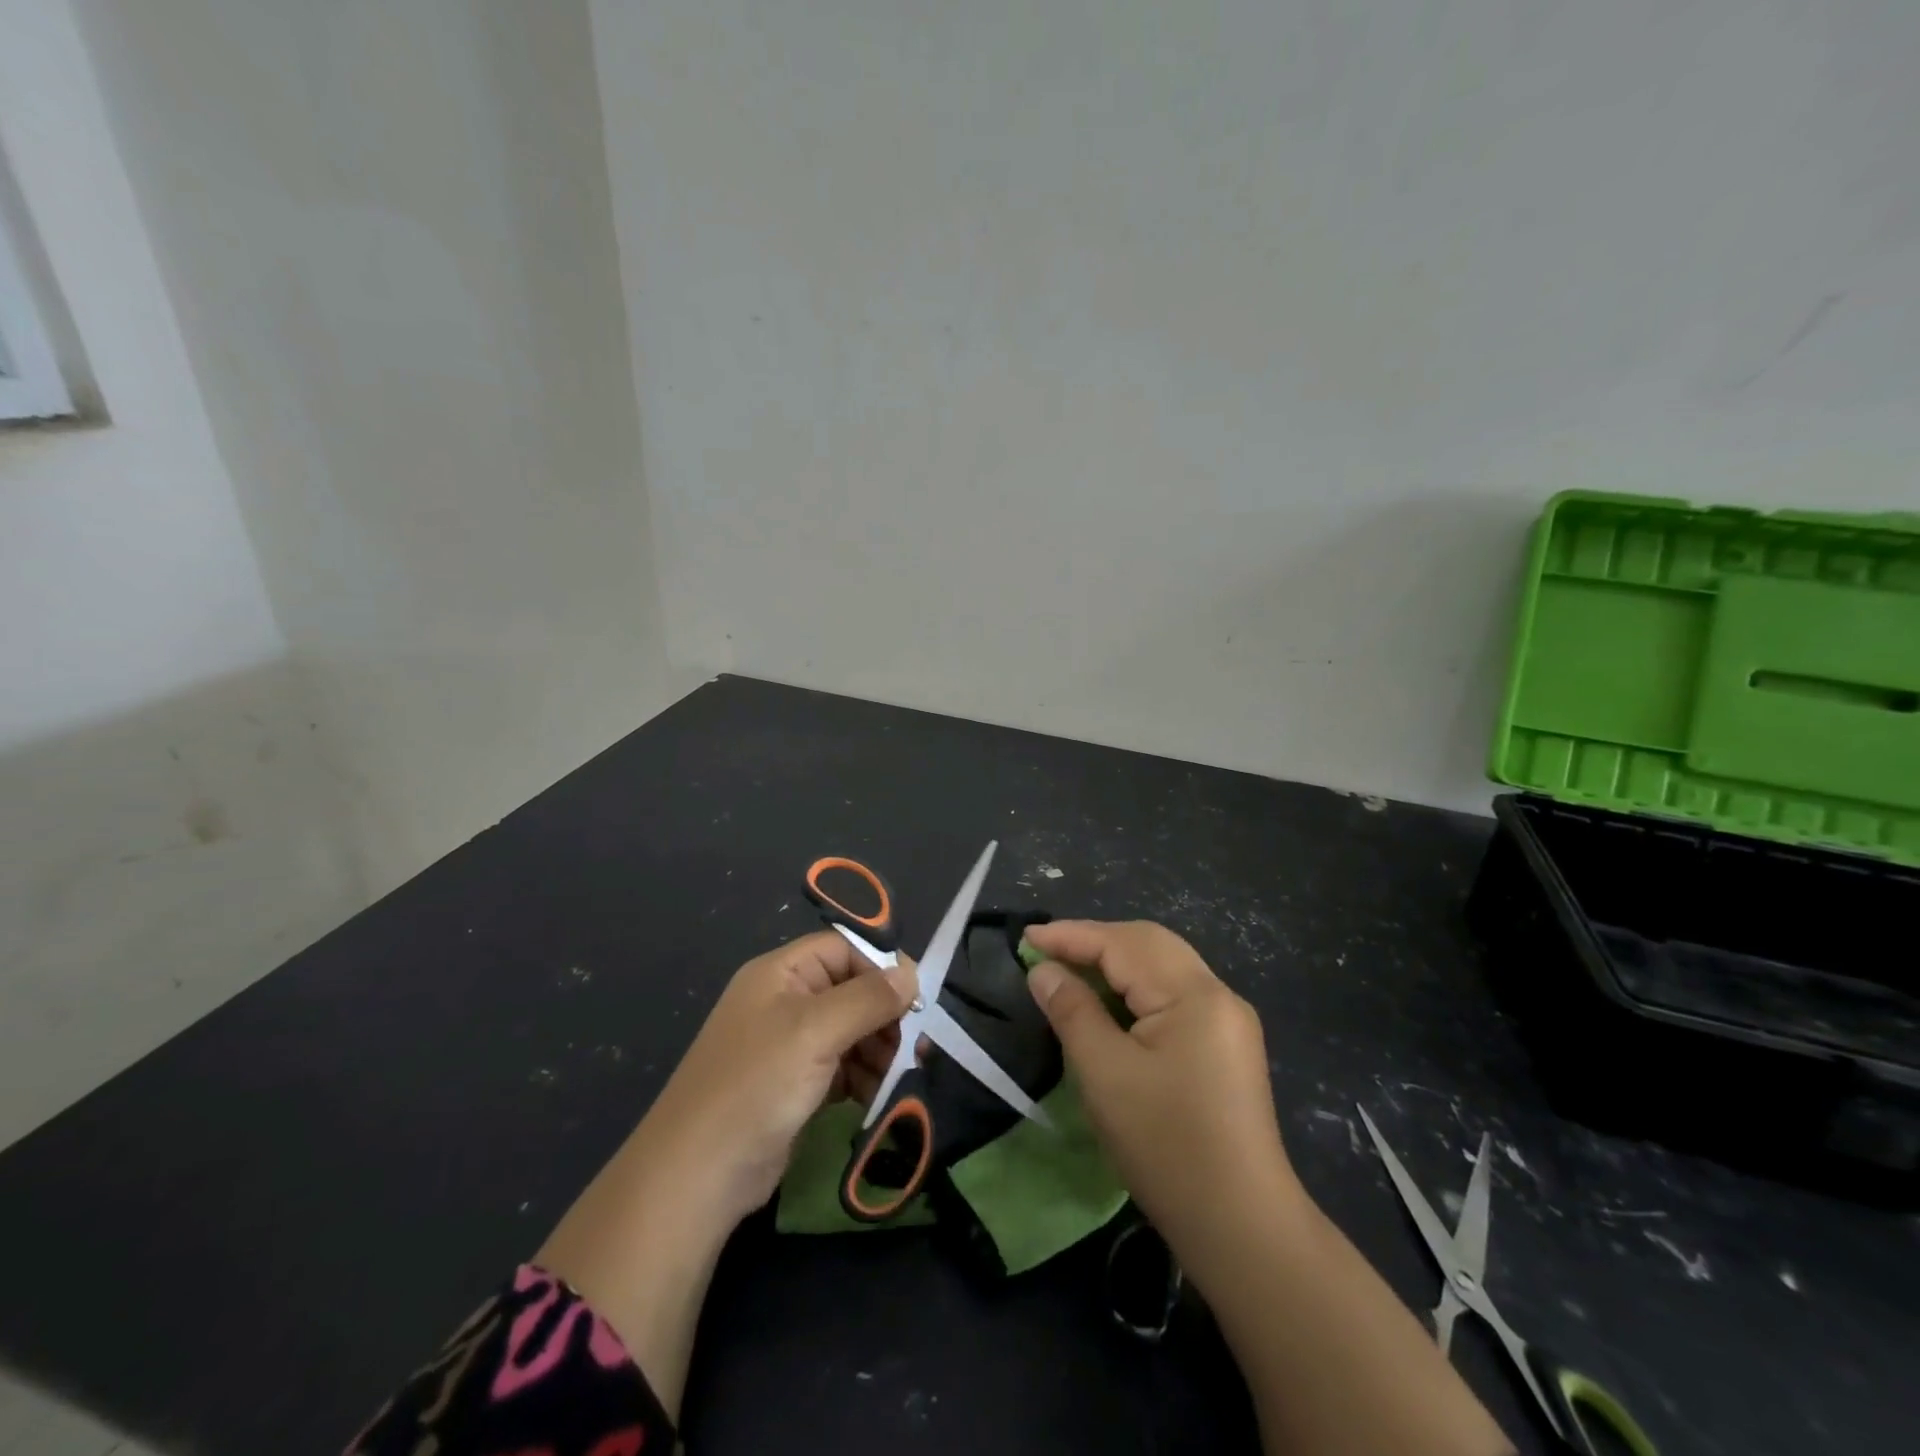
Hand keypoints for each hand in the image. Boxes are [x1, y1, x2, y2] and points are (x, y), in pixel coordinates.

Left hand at [643, 930, 917, 1221]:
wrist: (698, 1176)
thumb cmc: (757, 1085)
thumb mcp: (816, 1031)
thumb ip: (868, 998)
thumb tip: (912, 975)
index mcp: (780, 973)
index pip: (843, 949)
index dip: (880, 967)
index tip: (915, 998)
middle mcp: (784, 1001)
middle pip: (850, 990)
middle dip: (883, 1015)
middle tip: (911, 1045)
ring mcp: (787, 1045)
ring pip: (850, 1030)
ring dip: (877, 1049)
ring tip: (896, 1075)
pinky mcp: (793, 1085)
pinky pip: (840, 1066)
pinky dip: (862, 1076)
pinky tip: (875, 1095)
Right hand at [1022, 920, 1305, 1284]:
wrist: (1241, 1227)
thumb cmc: (1166, 1145)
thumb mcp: (1104, 1074)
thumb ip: (1072, 1010)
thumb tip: (1044, 970)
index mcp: (1195, 993)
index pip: (1123, 944)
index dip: (1071, 936)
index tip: (1026, 937)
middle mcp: (1218, 994)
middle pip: (1148, 944)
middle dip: (1095, 941)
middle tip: (1047, 950)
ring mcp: (1228, 1020)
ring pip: (1162, 966)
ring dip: (1115, 961)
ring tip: (1070, 969)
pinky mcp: (1226, 1045)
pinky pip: (1173, 993)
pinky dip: (1136, 986)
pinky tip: (1110, 1002)